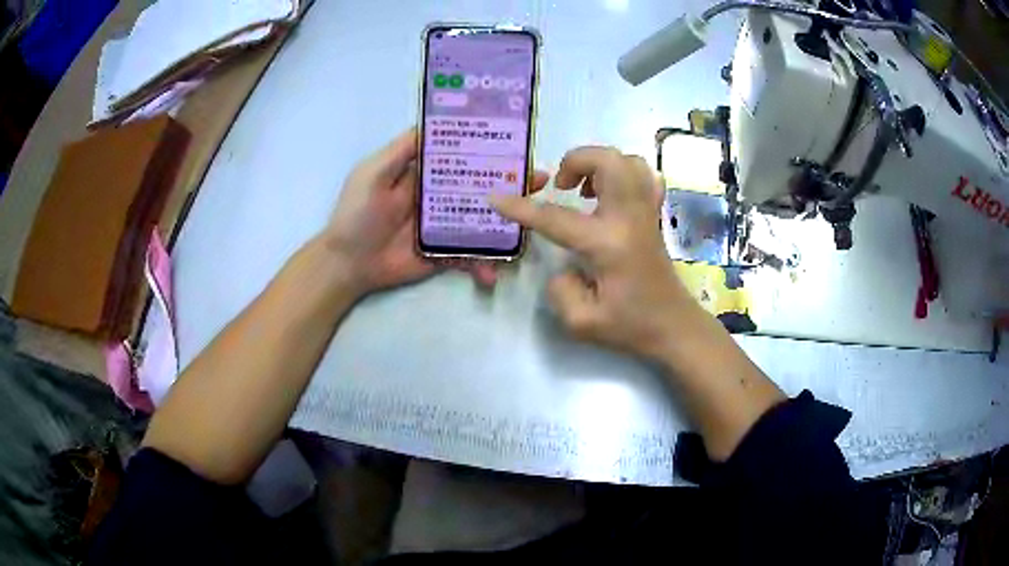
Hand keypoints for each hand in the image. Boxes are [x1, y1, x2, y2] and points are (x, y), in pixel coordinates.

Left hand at [321, 128, 548, 296]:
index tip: (518, 146)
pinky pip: (469, 256)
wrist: (346, 264)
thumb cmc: (356, 213)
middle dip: (511, 184)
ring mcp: (445, 226)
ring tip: (529, 231)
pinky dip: (482, 265)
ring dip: (507, 225)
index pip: (464, 156)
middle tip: (538, 183)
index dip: (490, 150)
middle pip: (481, 186)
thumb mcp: (374, 173)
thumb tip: (436, 123)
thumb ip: (402, 150)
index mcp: (426, 173)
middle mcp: (440, 196)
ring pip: (483, 221)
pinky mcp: (444, 253)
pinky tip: (491, 274)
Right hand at [491, 146, 692, 361]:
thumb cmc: (630, 325)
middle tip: (561, 186)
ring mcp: (646, 212)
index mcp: (607, 244)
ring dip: (599, 165)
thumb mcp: (582, 322)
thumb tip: (563, 264)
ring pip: (628, 161)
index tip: (496, 198)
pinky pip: (644, 175)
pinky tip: (609, 193)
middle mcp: (628, 218)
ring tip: (584, 188)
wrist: (673, 326)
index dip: (521, 207)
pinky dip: (623, 172)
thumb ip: (559, 289)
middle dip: (576, 161)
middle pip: (608, 161)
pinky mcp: (654, 215)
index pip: (556, 217)